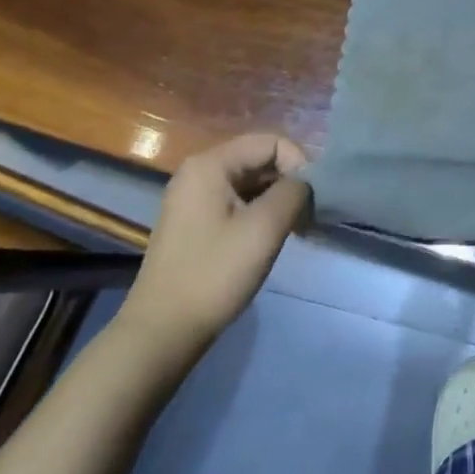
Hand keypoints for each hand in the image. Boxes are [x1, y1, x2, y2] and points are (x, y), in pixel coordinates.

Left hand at [116, 134, 310, 362]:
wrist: (164, 331)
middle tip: (308, 217)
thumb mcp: (264, 228)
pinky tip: (272, 238)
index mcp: (211, 165)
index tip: (311, 200)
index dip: (299, 164)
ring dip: (278, 200)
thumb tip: (305, 183)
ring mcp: (194, 198)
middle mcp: (199, 172)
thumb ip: (294, 192)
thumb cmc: (215, 273)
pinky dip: (260, 213)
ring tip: (295, 229)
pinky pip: (237, 202)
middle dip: (290, 183)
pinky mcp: (195, 222)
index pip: (272, 142)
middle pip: (260, 159)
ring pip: (251, 182)